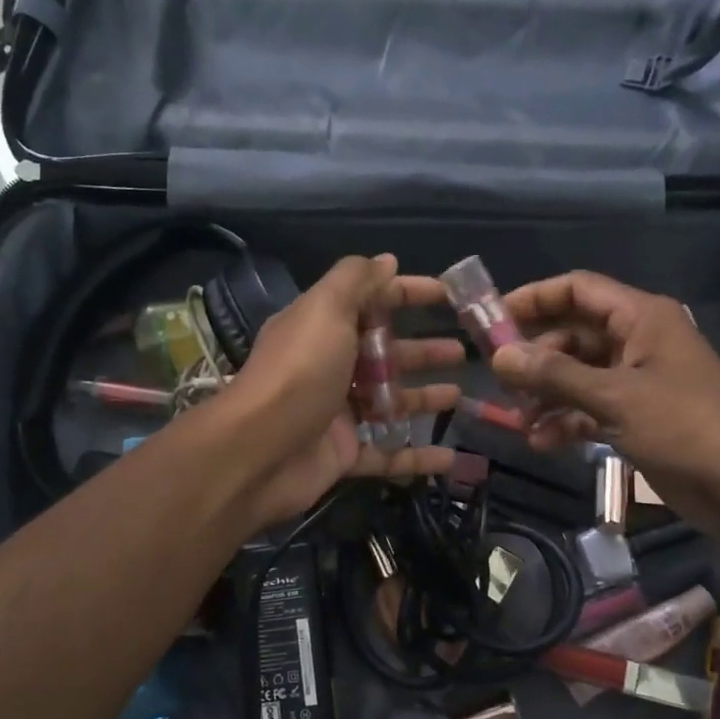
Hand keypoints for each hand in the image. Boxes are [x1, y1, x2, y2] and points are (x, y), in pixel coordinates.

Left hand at [214, 254, 461, 528]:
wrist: (257, 452)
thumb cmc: (298, 373)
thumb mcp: (325, 311)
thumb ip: (356, 282)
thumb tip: (386, 260)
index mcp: (323, 328)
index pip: (371, 301)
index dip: (408, 293)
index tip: (449, 295)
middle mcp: (329, 367)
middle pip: (384, 354)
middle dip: (423, 350)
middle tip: (462, 352)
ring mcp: (337, 414)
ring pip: (389, 403)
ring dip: (423, 399)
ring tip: (460, 398)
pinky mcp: (343, 454)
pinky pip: (387, 454)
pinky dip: (416, 456)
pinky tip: (450, 457)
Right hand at [490, 270, 719, 538]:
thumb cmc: (683, 427)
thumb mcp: (615, 397)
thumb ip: (554, 375)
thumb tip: (498, 357)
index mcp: (641, 318)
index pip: (578, 290)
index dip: (534, 298)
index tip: (492, 319)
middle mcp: (636, 341)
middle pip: (572, 335)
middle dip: (535, 359)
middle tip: (498, 381)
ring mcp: (635, 380)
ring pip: (576, 376)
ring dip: (545, 396)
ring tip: (518, 421)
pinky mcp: (634, 416)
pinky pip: (588, 408)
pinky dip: (565, 421)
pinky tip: (541, 442)